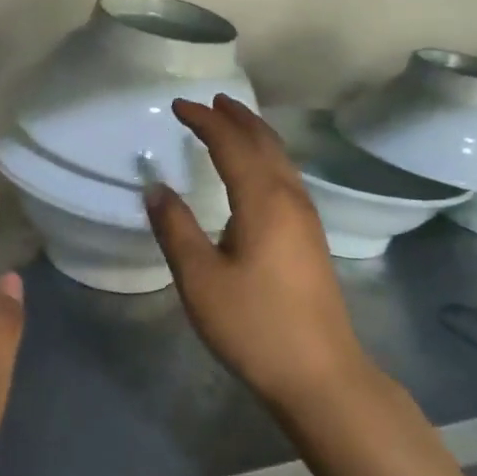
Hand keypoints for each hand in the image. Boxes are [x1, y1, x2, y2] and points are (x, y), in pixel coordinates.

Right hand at [145, 96, 368, 412]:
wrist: (320, 374)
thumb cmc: (254, 326)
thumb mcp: (200, 279)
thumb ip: (175, 229)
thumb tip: (156, 187)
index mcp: (263, 201)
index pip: (232, 144)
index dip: (205, 121)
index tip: (178, 106)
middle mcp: (290, 199)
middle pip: (265, 143)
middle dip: (237, 118)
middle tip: (211, 101)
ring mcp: (306, 219)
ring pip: (281, 160)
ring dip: (255, 135)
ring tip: (232, 123)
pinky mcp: (310, 239)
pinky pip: (287, 178)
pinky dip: (266, 158)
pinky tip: (256, 173)